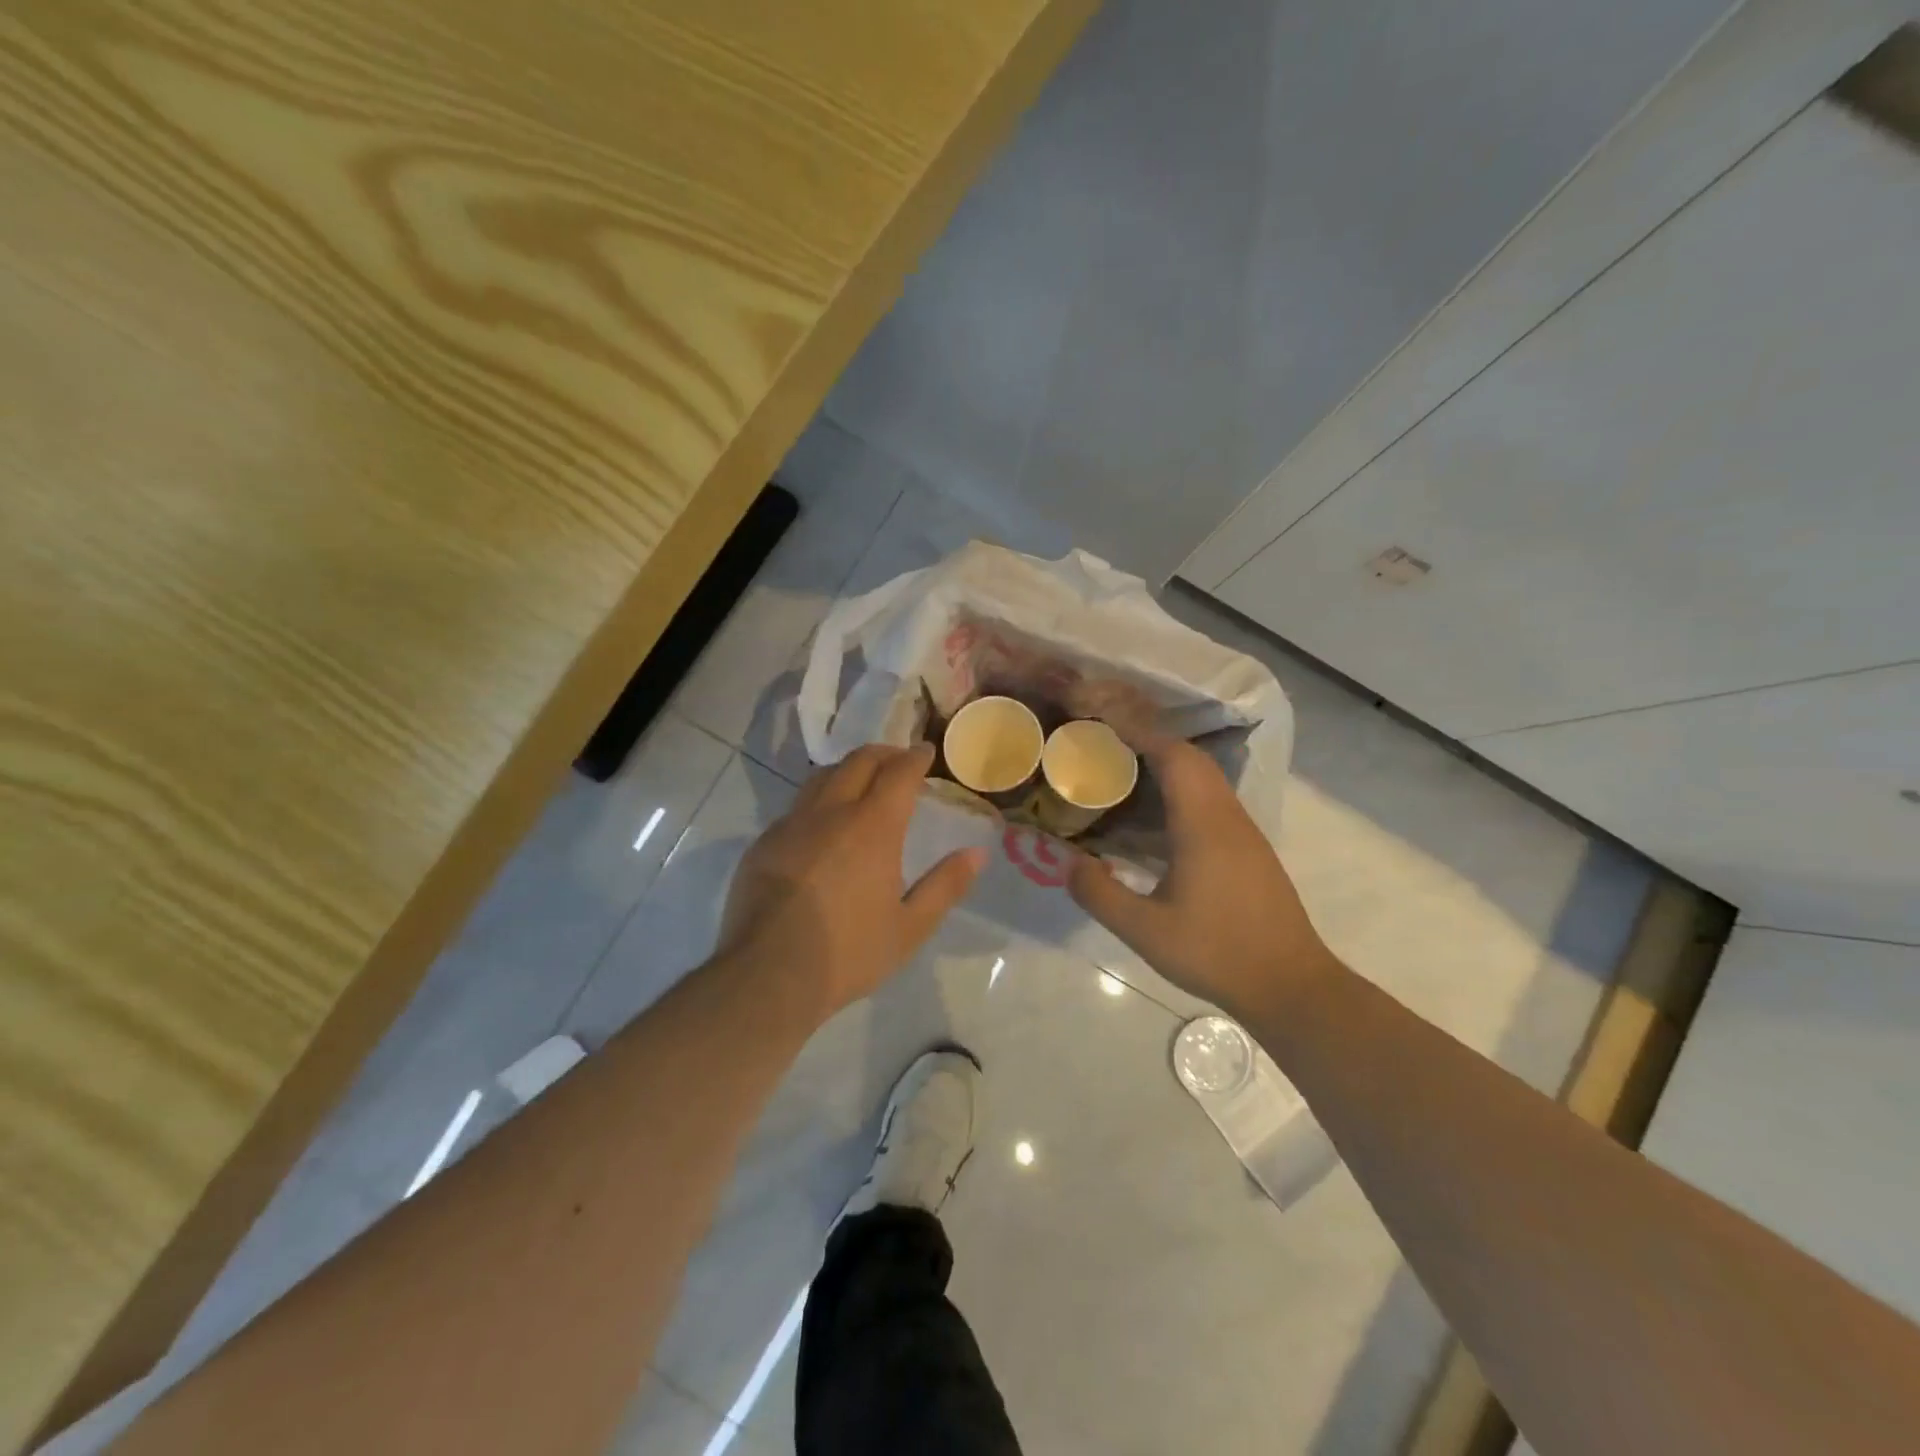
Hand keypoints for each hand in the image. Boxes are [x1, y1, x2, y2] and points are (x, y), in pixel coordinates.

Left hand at [719, 743, 986, 1019]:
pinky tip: (822, 825)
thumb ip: (946, 885)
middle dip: (883, 753)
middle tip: (899, 760)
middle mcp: (831, 812)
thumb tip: (977, 853)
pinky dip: (818, 801)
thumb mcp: (910, 927)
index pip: (898, 772)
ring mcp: (791, 824)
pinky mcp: (764, 843)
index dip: (915, 757)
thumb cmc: (849, 952)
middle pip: (858, 761)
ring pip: (822, 777)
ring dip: (848, 770)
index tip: (926, 752)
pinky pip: (796, 807)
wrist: (768, 975)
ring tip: (862, 783)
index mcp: (873, 826)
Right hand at [1068, 736, 1337, 1022]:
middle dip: (1151, 742)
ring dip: (1169, 765)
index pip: (1174, 757)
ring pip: (1207, 779)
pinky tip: (1159, 818)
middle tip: (1108, 745)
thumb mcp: (1145, 931)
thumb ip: (1101, 894)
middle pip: (1192, 760)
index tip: (1105, 723)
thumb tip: (1068, 863)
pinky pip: (1213, 802)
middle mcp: (1228, 817)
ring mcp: (1245, 834)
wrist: (1291, 985)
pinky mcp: (1251, 852)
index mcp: (1203, 825)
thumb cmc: (1216, 952)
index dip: (1140, 733)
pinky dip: (1183, 790)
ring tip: (1127, 772)